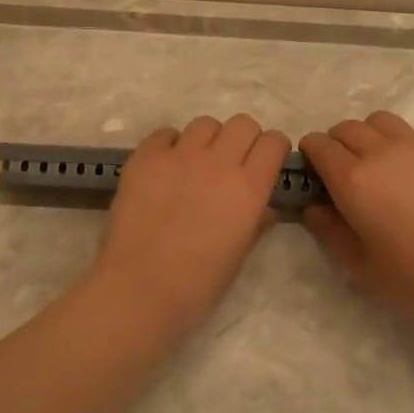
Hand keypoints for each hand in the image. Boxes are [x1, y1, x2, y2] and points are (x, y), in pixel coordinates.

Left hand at [92, 115, 291, 337]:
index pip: (274, 142)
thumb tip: (264, 209)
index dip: (273, 149)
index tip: (266, 163)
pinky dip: (170, 145)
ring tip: (197, 163)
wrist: (140, 289)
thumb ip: (255, 223)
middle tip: (233, 162)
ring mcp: (179, 155)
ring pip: (205, 123)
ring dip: (208, 139)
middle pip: (242, 123)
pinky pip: (165, 134)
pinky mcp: (146, 157)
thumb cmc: (197, 285)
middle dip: (244, 139)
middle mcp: (218, 162)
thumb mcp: (239, 257)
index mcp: (248, 188)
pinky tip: (166, 167)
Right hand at [299, 112, 413, 329]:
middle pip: (347, 127)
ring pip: (380, 121)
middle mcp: (381, 152)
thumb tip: (314, 207)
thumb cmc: (413, 278)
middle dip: (337, 143)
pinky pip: (413, 134)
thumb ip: (328, 230)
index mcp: (353, 179)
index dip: (311, 153)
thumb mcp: (358, 264)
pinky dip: (402, 146)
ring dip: (369, 135)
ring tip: (379, 163)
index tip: (315, 171)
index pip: (319, 144)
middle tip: (345, 171)